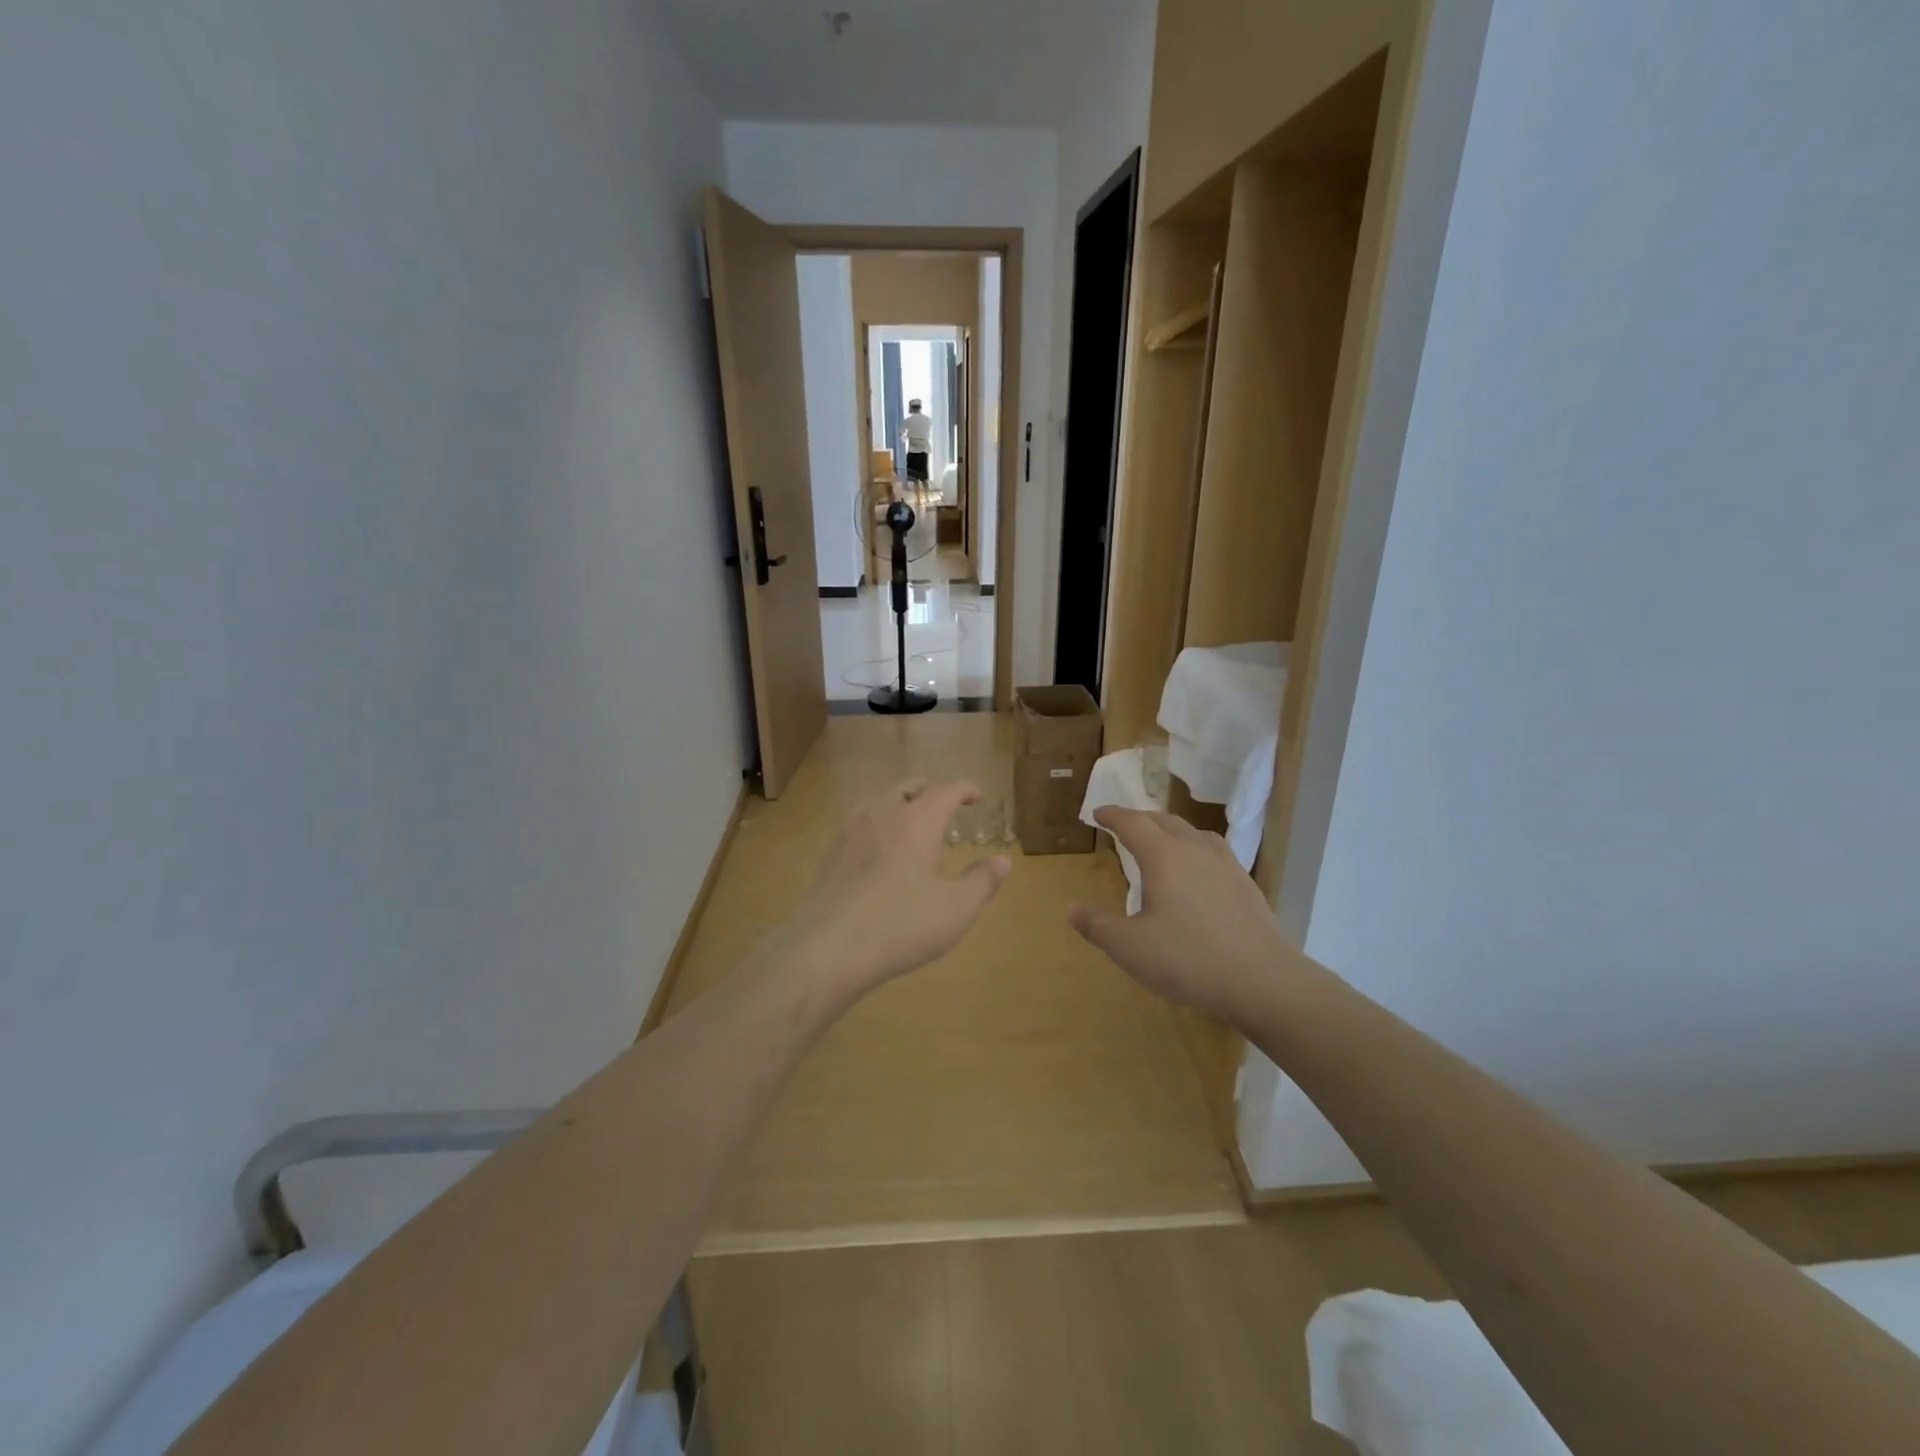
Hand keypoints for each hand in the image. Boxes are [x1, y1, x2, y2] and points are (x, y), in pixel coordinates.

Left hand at [786, 779, 1009, 999]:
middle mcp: (883, 814)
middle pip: (908, 787)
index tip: (976, 795)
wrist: (827, 947)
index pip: (946, 790)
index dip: (964, 789)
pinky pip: (858, 823)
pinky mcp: (830, 853)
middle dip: (929, 791)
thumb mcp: (955, 909)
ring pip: (879, 801)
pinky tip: (877, 848)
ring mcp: (851, 831)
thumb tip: (1003, 860)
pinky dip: (876, 824)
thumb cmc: (900, 925)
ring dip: (899, 802)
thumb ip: (982, 881)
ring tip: (910, 820)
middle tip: (943, 804)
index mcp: (917, 821)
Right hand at [1069, 808, 1297, 1024]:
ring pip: (1193, 832)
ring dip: (1170, 830)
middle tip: (1124, 826)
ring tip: (1160, 842)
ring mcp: (1226, 865)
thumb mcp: (1130, 948)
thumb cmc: (1188, 959)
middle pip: (1164, 820)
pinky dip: (1195, 849)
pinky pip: (1214, 852)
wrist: (1264, 981)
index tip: (1097, 813)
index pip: (1132, 823)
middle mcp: (1195, 850)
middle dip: (1140, 819)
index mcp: (1163, 856)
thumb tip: (1071, 908)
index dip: (1112, 815)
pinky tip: (1198, 872)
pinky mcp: (1247, 885)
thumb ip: (1098, 925)